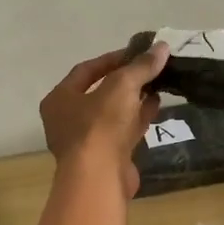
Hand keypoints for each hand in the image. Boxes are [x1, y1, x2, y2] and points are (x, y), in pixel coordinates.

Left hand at [40, 43, 167, 196]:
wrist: (100, 178)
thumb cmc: (101, 126)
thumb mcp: (122, 86)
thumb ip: (141, 66)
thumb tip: (163, 46)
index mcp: (60, 99)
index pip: (86, 70)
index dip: (113, 58)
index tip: (138, 52)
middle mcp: (67, 119)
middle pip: (99, 92)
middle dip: (126, 79)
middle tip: (150, 68)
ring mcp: (86, 141)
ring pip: (113, 113)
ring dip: (134, 98)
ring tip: (158, 84)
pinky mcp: (105, 157)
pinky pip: (123, 131)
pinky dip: (138, 117)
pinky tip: (156, 105)